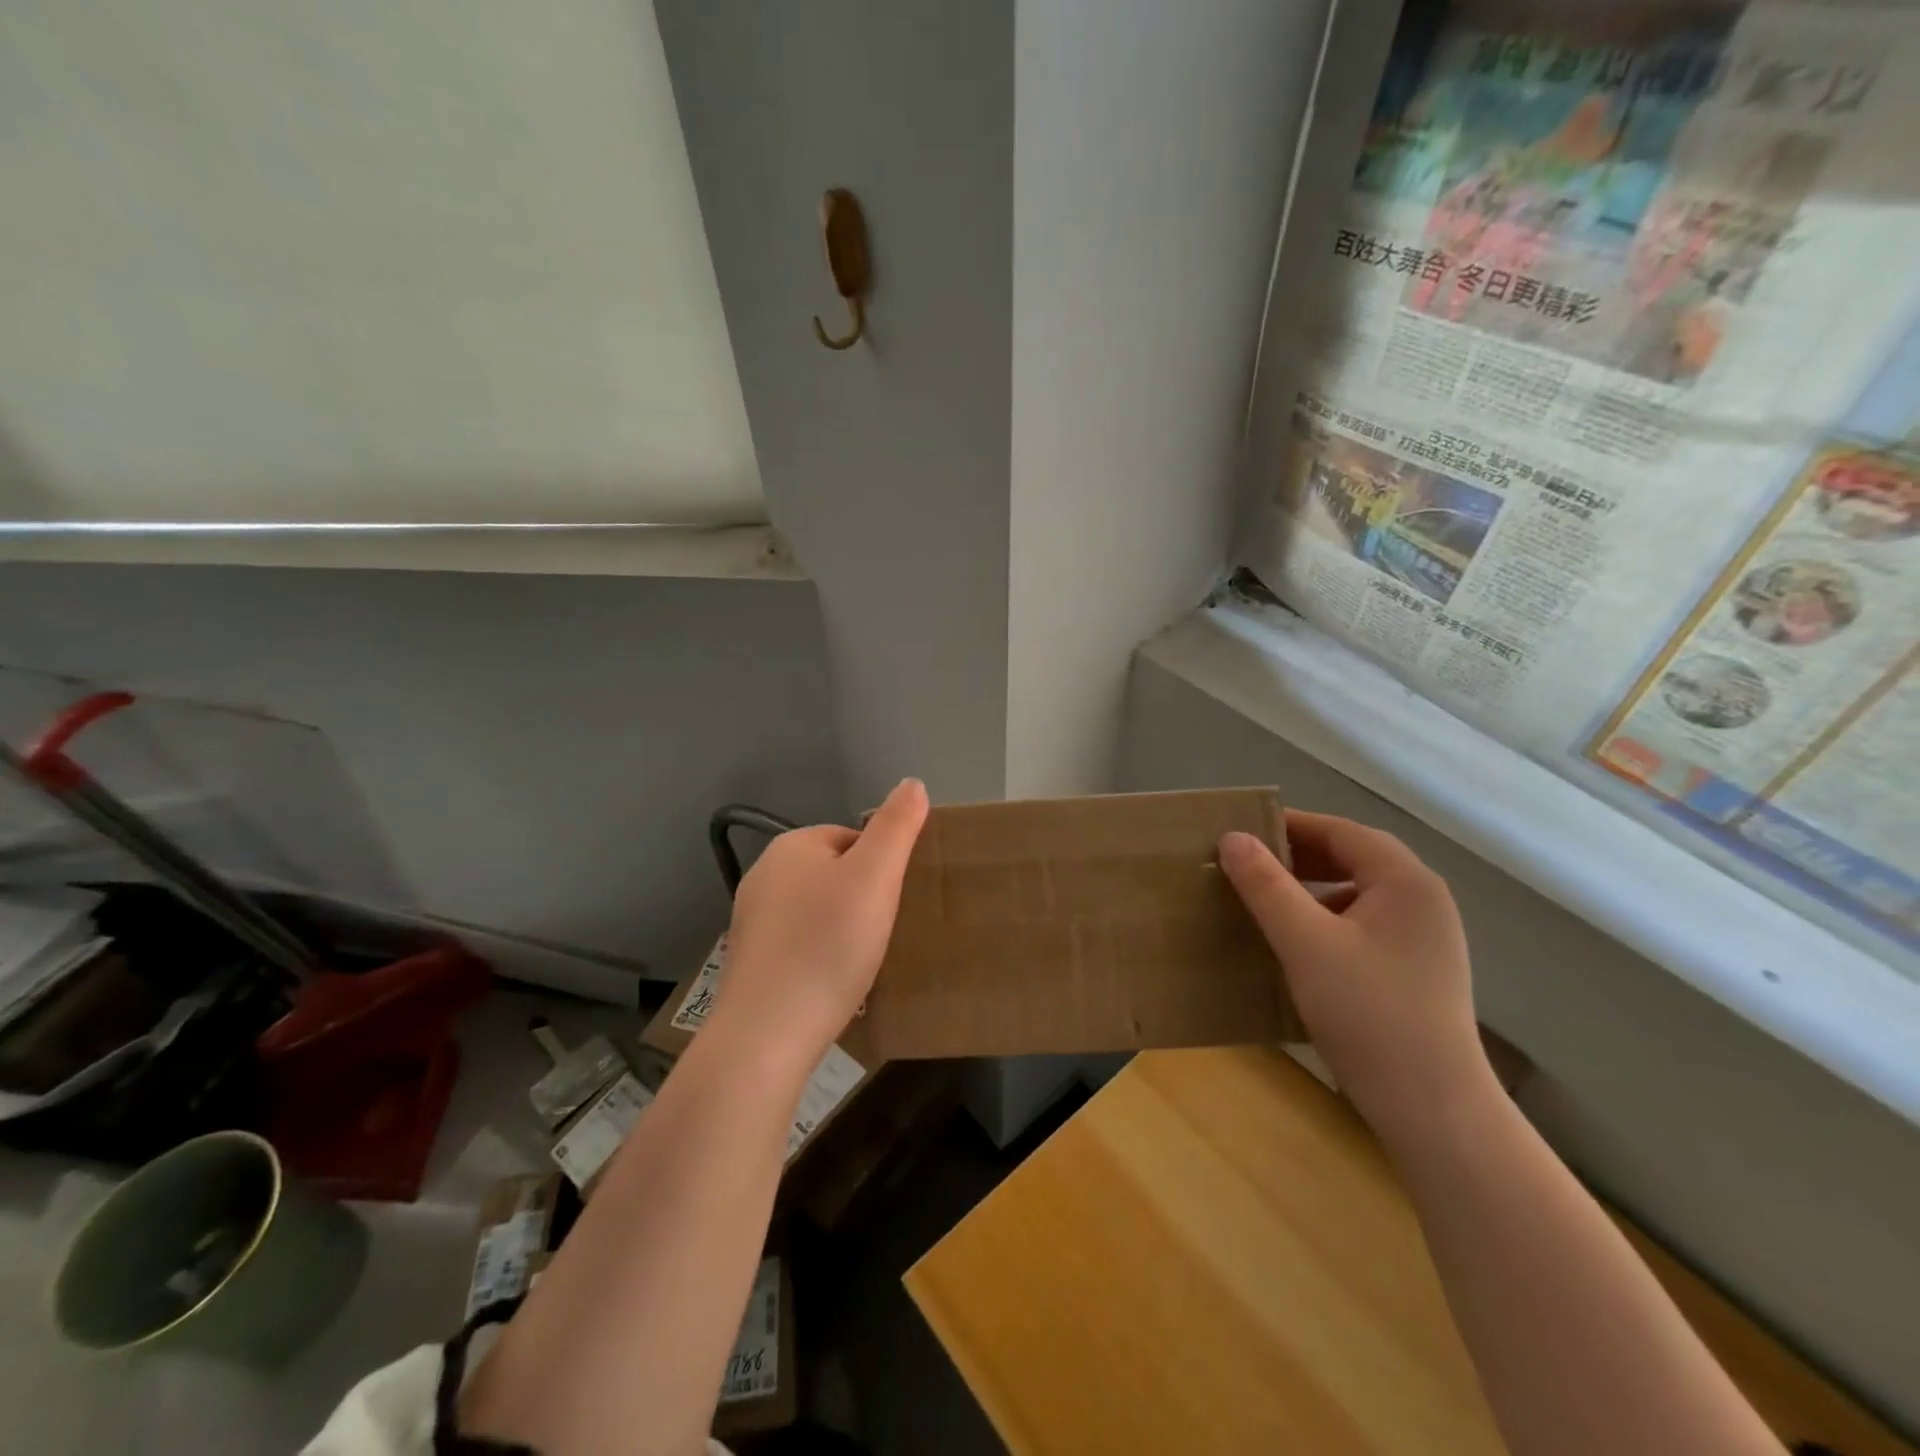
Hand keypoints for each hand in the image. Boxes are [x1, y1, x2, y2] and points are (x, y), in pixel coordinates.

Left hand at [710, 779, 928, 1069]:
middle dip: (862, 899)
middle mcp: (763, 875)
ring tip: (861, 962)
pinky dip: (821, 957)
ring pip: (817, 912)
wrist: (768, 1034)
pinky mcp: (751, 961)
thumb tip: (912, 783)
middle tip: (881, 934)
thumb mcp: (875, 877)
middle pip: (834, 874)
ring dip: (843, 929)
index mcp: (791, 846)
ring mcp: (752, 920)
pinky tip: (833, 983)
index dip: (881, 868)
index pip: (853, 838)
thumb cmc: (828, 946)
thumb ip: (896, 826)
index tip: (892, 903)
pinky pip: (800, 944)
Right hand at [1219, 810, 1492, 1139]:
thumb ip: (1266, 886)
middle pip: (1355, 858)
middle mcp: (1424, 901)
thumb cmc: (1367, 1013)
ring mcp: (1426, 939)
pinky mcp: (1418, 971)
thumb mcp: (1305, 943)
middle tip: (1248, 864)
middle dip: (1300, 856)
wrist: (1433, 1109)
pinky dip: (1328, 919)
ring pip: (1360, 893)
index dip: (1291, 826)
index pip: (1342, 832)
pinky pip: (1366, 924)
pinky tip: (1299, 943)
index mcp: (1407, 882)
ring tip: (1267, 900)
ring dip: (1313, 888)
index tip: (1242, 832)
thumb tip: (1231, 838)